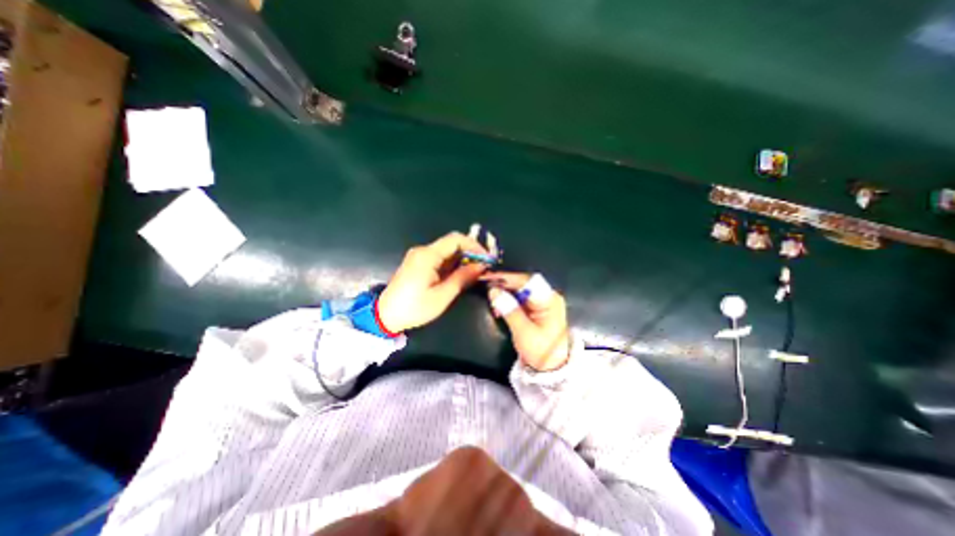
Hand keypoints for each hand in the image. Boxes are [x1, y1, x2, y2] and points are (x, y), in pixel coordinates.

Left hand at [376, 232, 487, 332]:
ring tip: (476, 272)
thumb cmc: (414, 308)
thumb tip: (481, 266)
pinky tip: (461, 274)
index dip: (475, 246)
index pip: (456, 239)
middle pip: (452, 243)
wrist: (385, 316)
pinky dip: (453, 264)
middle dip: (470, 253)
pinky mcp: (418, 263)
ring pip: (447, 251)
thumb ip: (462, 278)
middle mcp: (423, 250)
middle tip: (484, 267)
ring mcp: (419, 256)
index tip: (487, 259)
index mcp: (428, 255)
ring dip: (463, 259)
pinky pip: (440, 258)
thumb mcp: (442, 296)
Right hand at [483, 272, 568, 372]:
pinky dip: (508, 300)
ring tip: (491, 298)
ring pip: (520, 289)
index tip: (489, 278)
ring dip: (504, 292)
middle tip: (485, 284)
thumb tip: (493, 291)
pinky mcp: (536, 307)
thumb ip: (509, 309)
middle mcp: (547, 296)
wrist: (552, 367)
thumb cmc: (541, 350)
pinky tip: (499, 307)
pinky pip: (520, 298)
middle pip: (523, 282)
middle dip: (504, 283)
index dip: (507, 278)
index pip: (526, 281)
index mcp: (549, 300)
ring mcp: (542, 301)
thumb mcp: (524, 332)